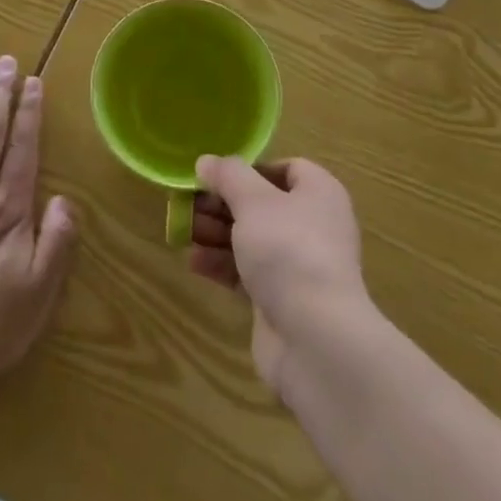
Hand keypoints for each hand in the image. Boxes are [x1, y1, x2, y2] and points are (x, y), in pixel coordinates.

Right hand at [189, 157, 368, 397]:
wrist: (316, 339)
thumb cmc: (288, 250)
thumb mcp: (253, 200)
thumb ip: (227, 176)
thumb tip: (206, 161)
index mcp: (319, 194)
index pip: (286, 169)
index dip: (250, 169)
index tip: (217, 177)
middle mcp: (313, 226)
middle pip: (262, 204)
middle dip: (222, 204)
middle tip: (188, 205)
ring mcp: (299, 266)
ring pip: (251, 239)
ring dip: (217, 234)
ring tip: (182, 232)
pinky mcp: (282, 300)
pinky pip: (248, 273)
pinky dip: (222, 265)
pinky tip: (194, 263)